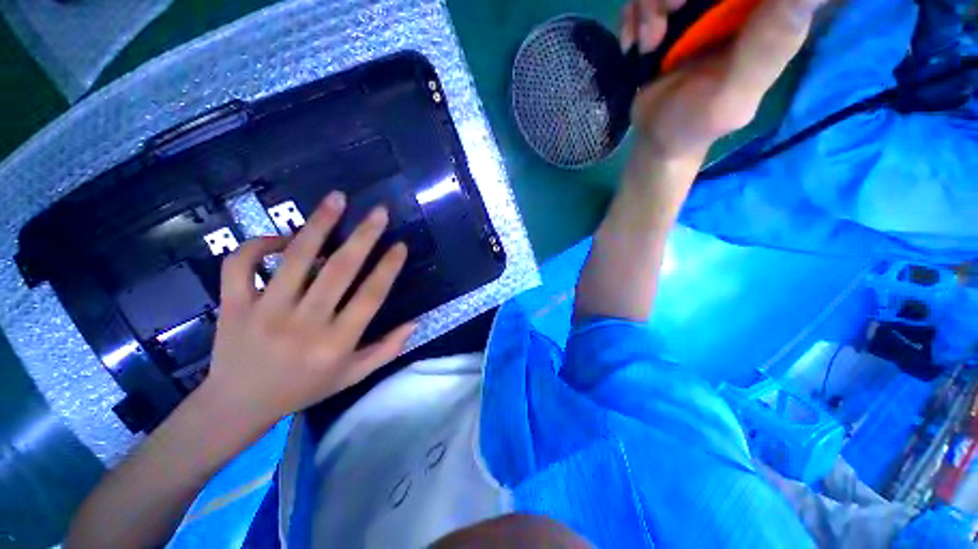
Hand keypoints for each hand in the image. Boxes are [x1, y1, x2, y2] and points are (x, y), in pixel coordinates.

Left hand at [204, 192, 412, 431]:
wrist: (238, 404)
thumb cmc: (304, 389)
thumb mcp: (353, 376)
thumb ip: (387, 350)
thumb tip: (415, 322)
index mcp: (336, 344)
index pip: (370, 297)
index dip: (388, 268)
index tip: (401, 245)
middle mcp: (303, 324)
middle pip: (339, 270)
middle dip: (364, 236)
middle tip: (378, 211)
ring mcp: (264, 312)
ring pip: (295, 258)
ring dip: (319, 225)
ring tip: (337, 199)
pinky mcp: (233, 305)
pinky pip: (241, 264)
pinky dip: (259, 244)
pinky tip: (280, 238)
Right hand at [621, 0, 825, 159]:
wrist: (656, 137)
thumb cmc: (695, 122)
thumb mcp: (733, 91)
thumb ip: (770, 43)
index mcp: (768, 12)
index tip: (687, 7)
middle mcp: (734, 3)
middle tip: (666, 20)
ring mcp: (699, 5)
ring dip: (650, 6)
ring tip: (649, 43)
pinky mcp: (668, 13)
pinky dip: (633, 17)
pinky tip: (637, 45)